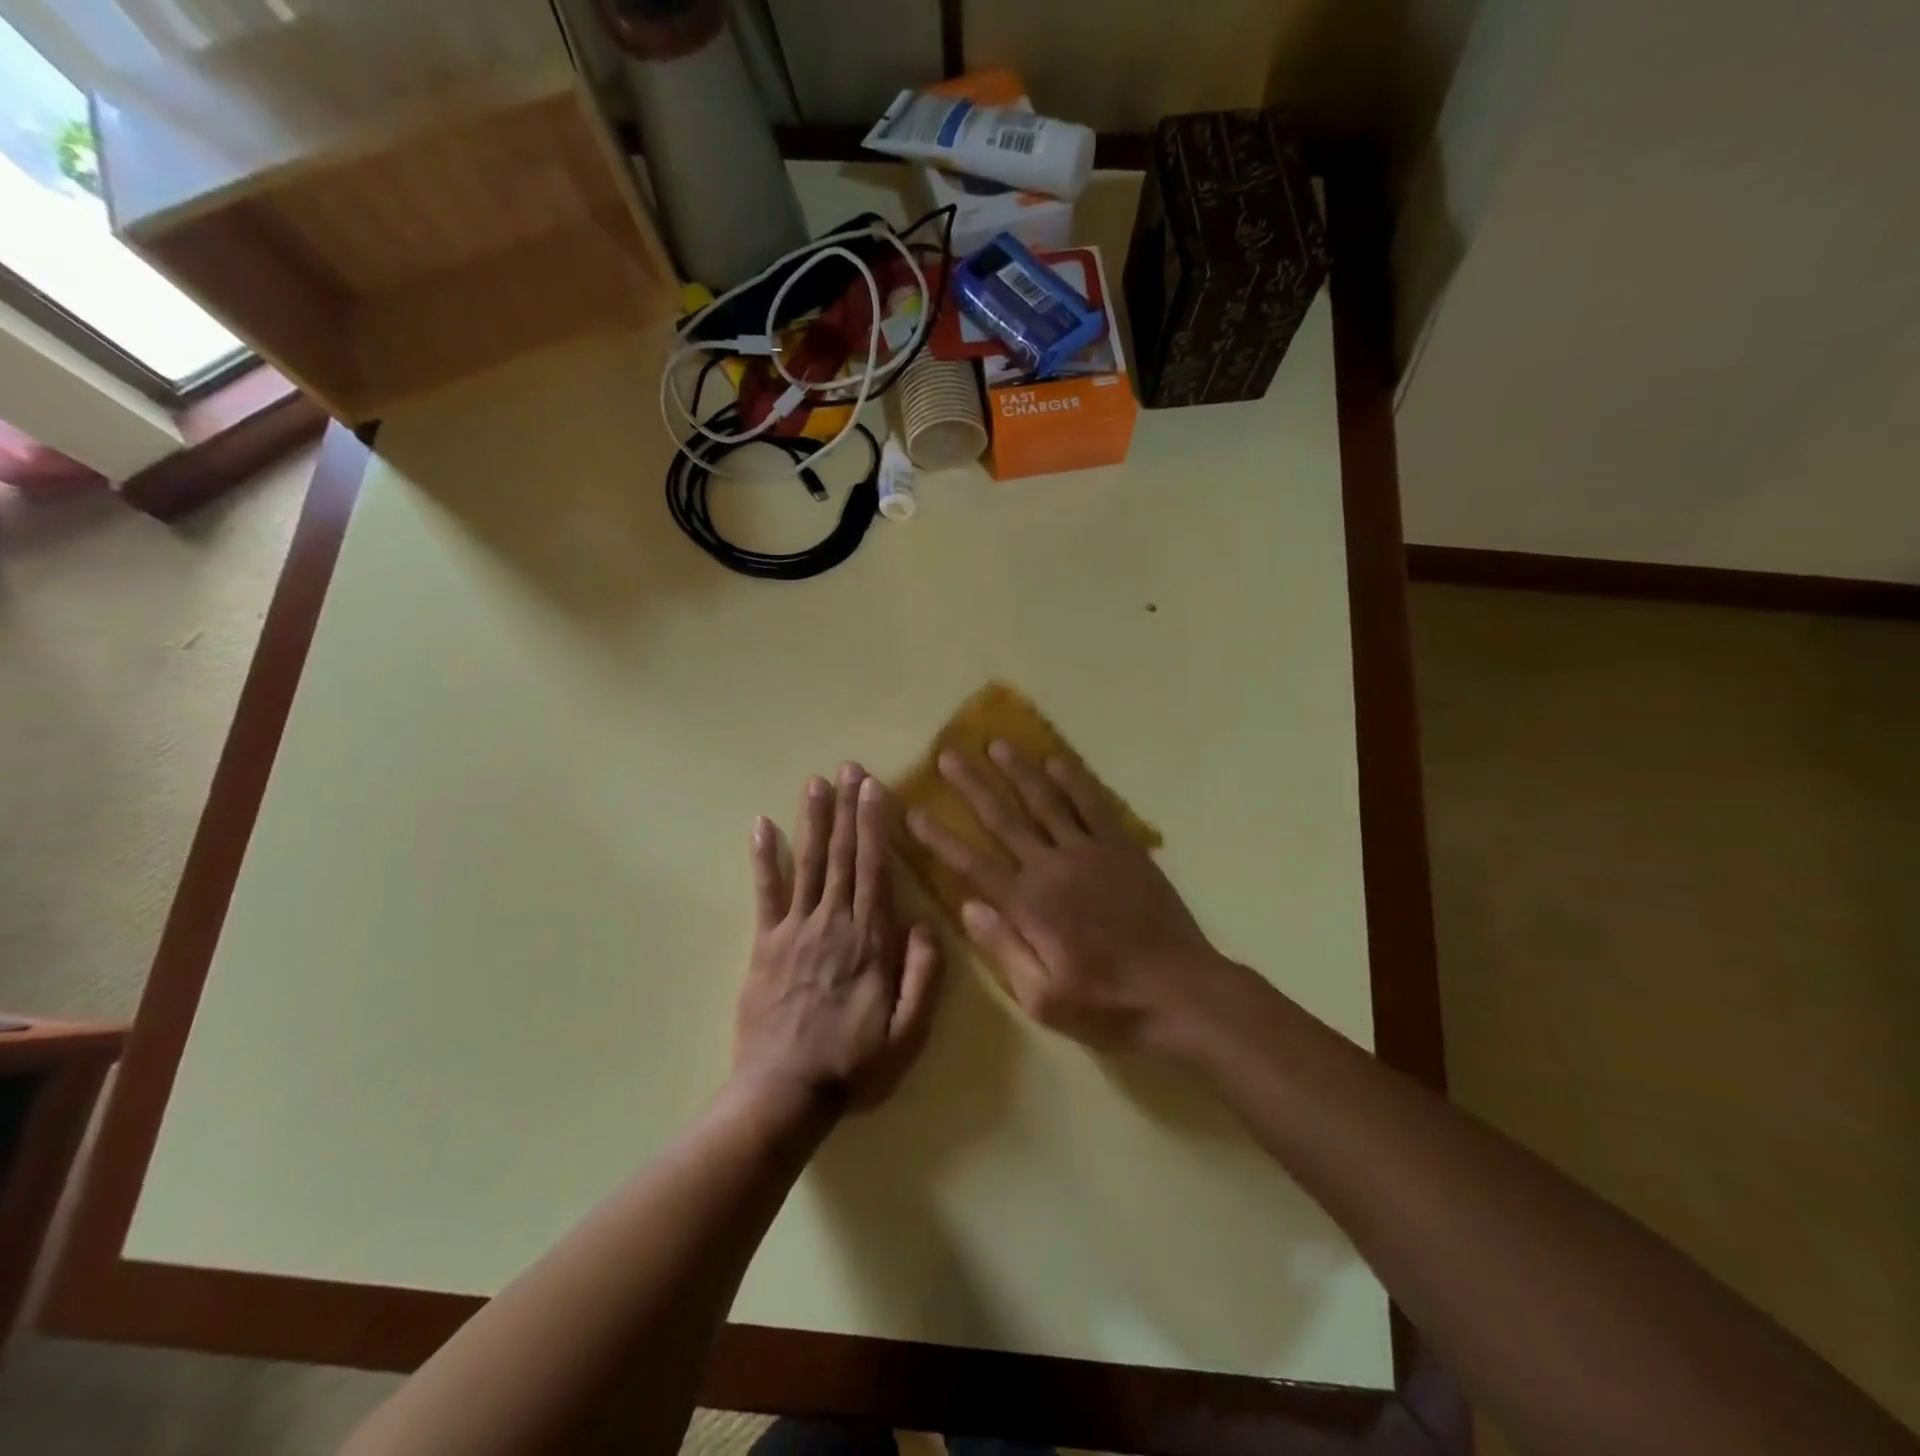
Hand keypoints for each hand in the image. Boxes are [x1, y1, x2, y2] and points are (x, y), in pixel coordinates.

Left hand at [734, 764, 941, 1113]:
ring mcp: (794, 930)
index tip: (875, 787)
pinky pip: (765, 893)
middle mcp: (834, 922)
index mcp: (870, 940)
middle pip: (842, 855)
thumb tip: (925, 924)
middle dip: (847, 808)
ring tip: (816, 782)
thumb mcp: (909, 1033)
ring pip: (808, 863)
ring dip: (814, 820)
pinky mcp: (764, 945)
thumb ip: (923, 976)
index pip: (876, 869)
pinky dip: (764, 858)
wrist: (784, 1094)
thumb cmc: (854, 1065)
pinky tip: (762, 826)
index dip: (875, 825)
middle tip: (848, 767)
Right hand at [907, 741, 1226, 1051]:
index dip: (938, 837)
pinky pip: (1094, 804)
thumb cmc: (1108, 1004)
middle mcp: (1052, 867)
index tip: (913, 809)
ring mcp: (1090, 852)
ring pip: (1046, 801)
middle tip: (948, 754)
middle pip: (1003, 819)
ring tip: (997, 743)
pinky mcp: (1123, 848)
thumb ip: (1002, 949)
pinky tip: (1057, 760)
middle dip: (972, 786)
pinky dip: (1074, 780)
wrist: (1181, 993)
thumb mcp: (1043, 998)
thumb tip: (966, 906)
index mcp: (1028, 906)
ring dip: (1019, 770)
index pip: (971, 863)